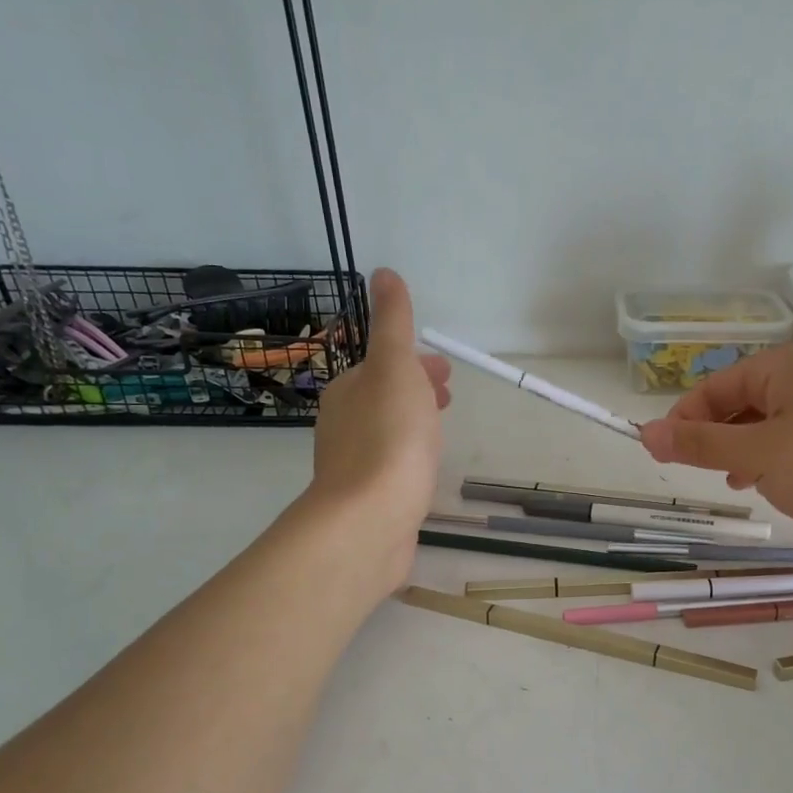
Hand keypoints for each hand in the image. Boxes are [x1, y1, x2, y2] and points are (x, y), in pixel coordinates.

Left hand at [303, 269, 449, 598]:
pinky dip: (410, 458)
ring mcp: (354, 466)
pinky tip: (426, 472)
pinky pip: (392, 467)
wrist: (370, 519)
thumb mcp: (395, 367)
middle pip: (384, 400)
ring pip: (388, 434)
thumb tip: (383, 273)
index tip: (445, 371)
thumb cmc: (389, 437)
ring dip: (414, 424)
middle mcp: (344, 425)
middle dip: (415, 392)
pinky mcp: (367, 501)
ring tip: (442, 434)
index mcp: (348, 391)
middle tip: (449, 397)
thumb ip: (392, 323)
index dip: (414, 364)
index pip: (381, 367)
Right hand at [639, 343, 792, 541]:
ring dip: (736, 452)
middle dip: (712, 436)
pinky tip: (757, 485)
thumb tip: (645, 433)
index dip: (684, 418)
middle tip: (689, 470)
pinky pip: (786, 447)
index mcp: (784, 367)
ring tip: (725, 481)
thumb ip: (700, 445)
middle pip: (739, 404)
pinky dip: (764, 463)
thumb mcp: (757, 453)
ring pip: (762, 428)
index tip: (660, 452)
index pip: (716, 386)